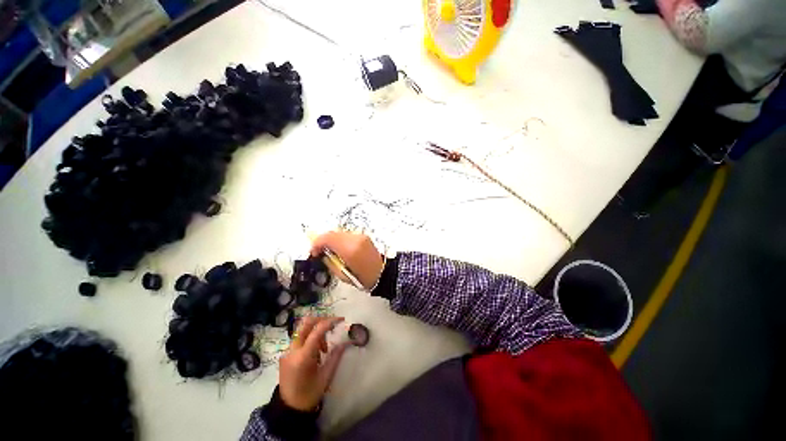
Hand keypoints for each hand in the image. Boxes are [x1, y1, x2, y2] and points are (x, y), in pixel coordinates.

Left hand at [279, 316, 348, 410]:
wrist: (288, 409)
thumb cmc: (309, 394)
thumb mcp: (326, 376)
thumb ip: (336, 356)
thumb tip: (347, 341)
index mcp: (303, 357)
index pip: (318, 330)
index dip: (330, 321)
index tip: (341, 320)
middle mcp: (292, 350)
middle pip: (306, 323)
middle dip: (321, 320)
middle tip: (332, 326)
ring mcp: (287, 351)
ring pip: (303, 329)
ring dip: (316, 331)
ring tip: (324, 348)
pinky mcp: (285, 353)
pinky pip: (299, 338)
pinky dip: (310, 338)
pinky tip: (316, 352)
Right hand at [310, 232, 383, 289]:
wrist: (382, 273)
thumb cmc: (362, 277)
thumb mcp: (341, 273)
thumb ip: (329, 260)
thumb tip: (322, 252)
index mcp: (349, 249)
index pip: (327, 238)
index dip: (317, 243)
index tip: (313, 251)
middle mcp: (355, 239)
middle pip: (333, 233)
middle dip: (323, 240)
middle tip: (319, 250)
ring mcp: (361, 236)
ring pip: (340, 233)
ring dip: (332, 240)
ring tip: (330, 250)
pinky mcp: (364, 236)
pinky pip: (347, 235)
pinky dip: (340, 240)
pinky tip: (340, 248)